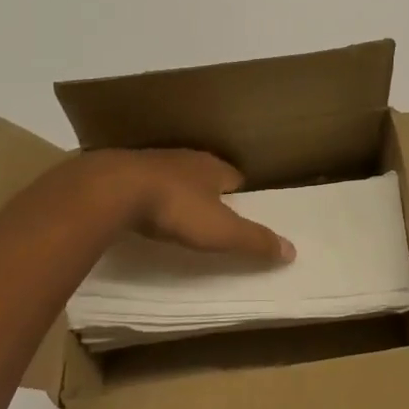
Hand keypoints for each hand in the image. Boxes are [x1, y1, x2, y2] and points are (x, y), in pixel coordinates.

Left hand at [11, 149, 294, 263]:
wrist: (115, 189)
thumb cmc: (176, 208)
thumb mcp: (222, 231)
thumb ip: (255, 241)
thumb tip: (293, 249)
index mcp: (213, 167)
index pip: (235, 177)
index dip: (240, 194)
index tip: (242, 209)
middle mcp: (186, 158)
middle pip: (204, 174)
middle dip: (209, 190)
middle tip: (211, 214)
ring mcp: (153, 162)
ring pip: (173, 175)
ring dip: (177, 191)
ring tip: (178, 213)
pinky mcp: (125, 171)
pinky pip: (145, 183)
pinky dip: (149, 195)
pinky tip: (144, 210)